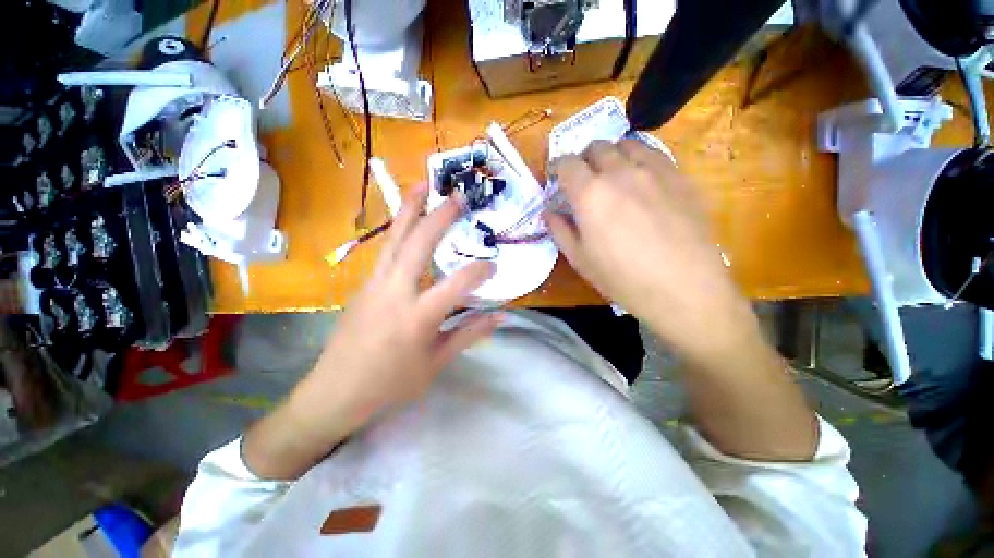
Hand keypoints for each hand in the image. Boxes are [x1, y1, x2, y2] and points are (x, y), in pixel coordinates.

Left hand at [244, 186, 500, 478]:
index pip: (457, 284)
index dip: (479, 271)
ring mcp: (375, 285)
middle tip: (457, 197)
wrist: (335, 392)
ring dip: (410, 209)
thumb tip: (500, 317)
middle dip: (440, 217)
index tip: (493, 265)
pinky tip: (407, 222)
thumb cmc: (391, 383)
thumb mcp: (437, 362)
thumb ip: (470, 334)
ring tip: (422, 185)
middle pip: (418, 245)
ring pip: (395, 239)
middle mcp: (395, 292)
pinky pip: (385, 251)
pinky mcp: (363, 285)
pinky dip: (399, 230)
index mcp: (418, 317)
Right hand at [545, 140, 758, 366]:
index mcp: (590, 194)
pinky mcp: (679, 176)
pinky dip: (639, 158)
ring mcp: (653, 170)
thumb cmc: (622, 278)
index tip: (557, 177)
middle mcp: (620, 172)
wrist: (683, 287)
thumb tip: (548, 212)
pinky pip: (653, 153)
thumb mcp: (580, 259)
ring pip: (626, 144)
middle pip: (596, 147)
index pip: (567, 163)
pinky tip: (641, 179)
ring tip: (612, 174)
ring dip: (611, 155)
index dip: (558, 167)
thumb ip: (560, 230)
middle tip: (583, 178)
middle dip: (584, 159)